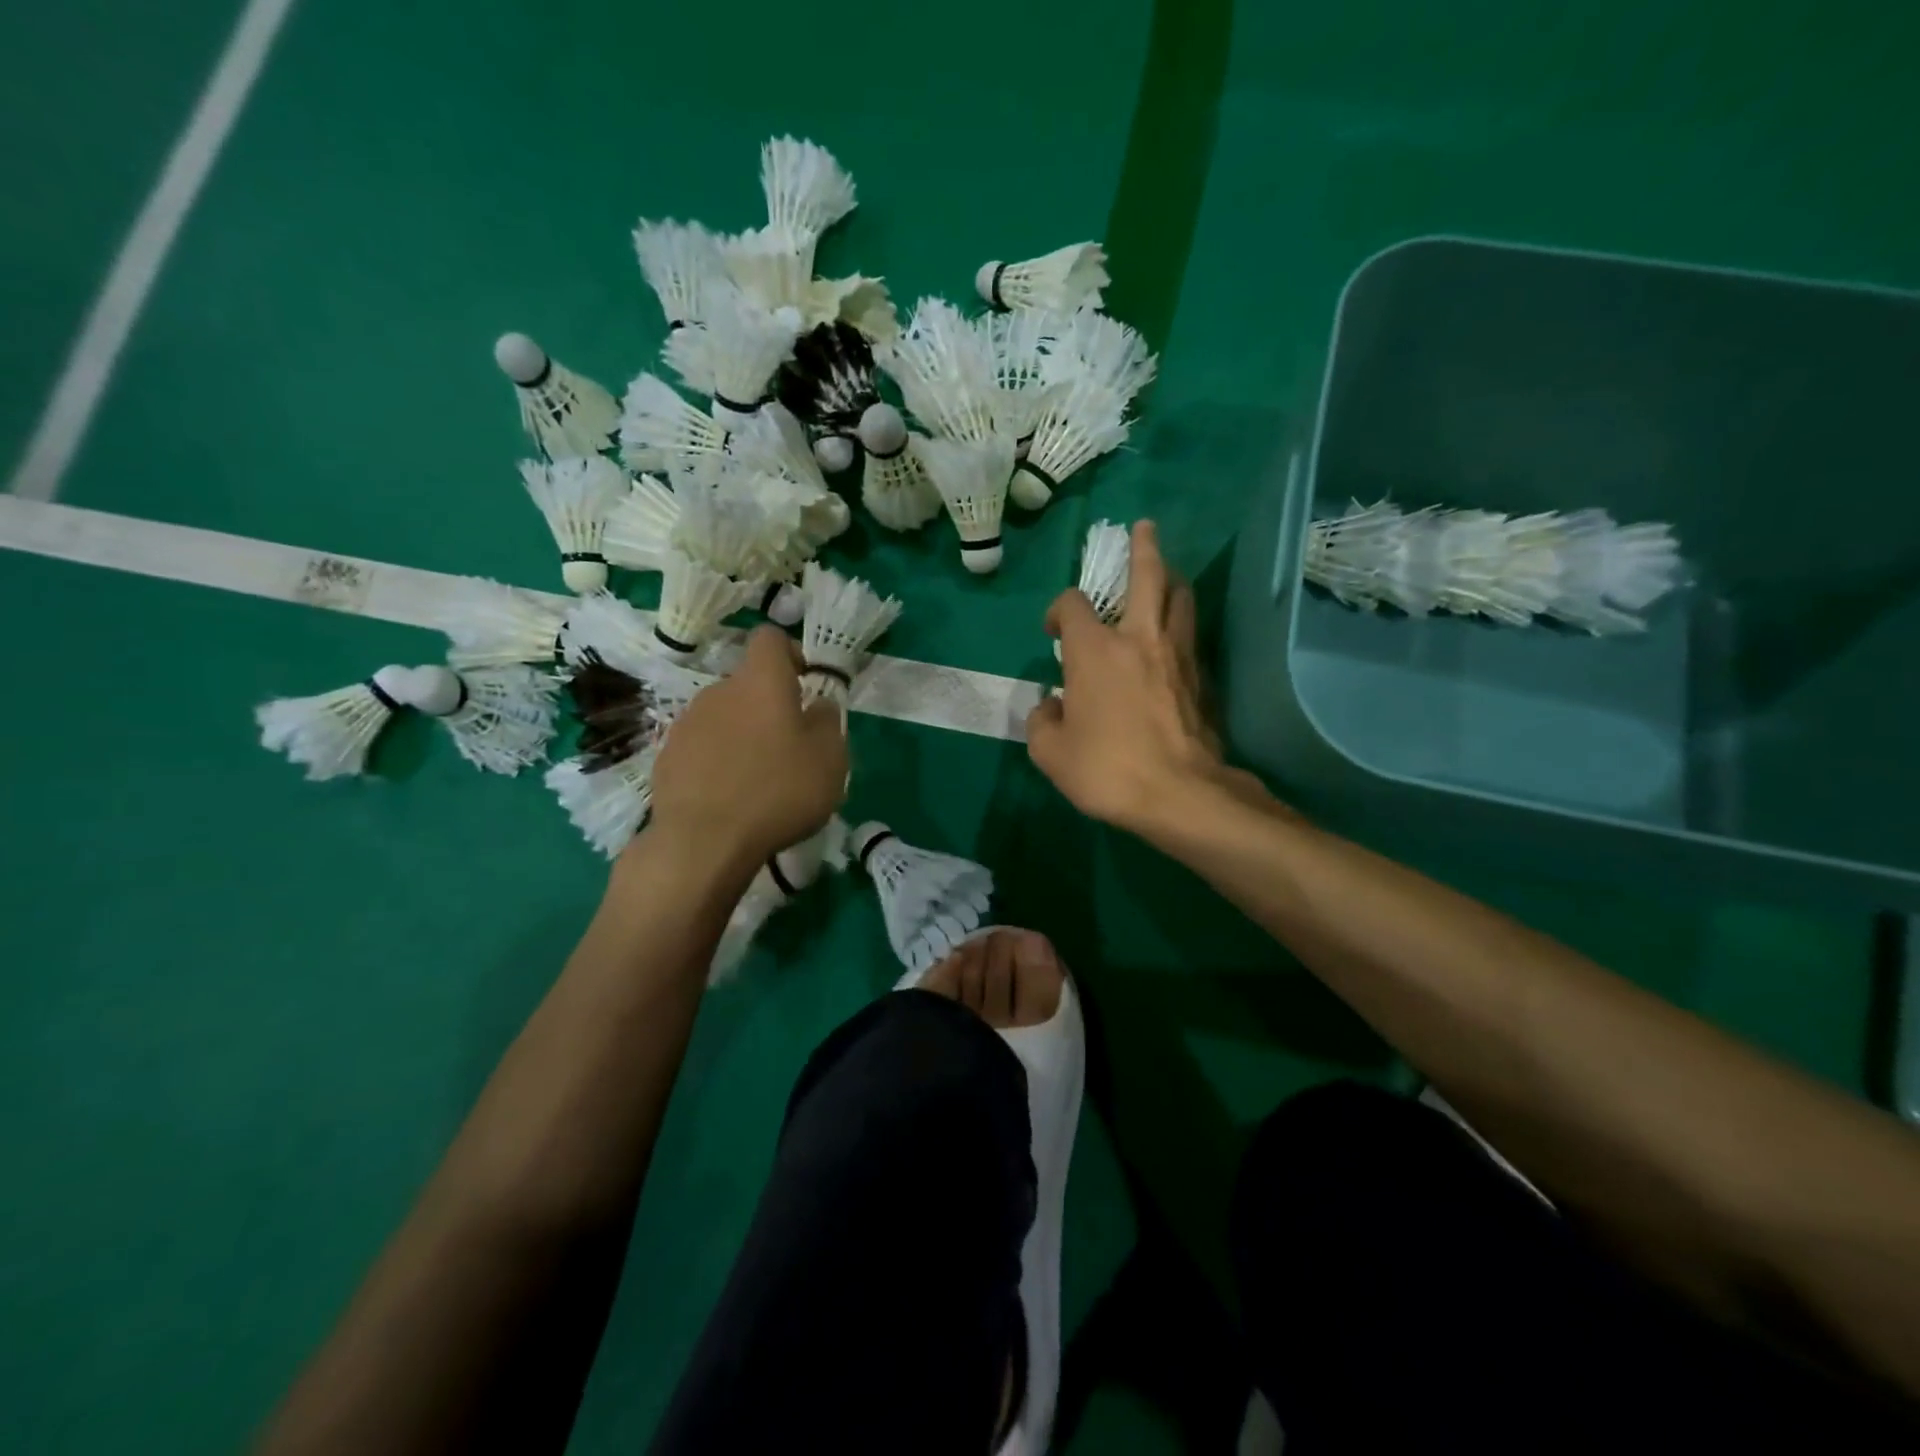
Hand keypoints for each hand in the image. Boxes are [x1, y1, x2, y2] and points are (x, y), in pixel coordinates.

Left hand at [643, 626, 848, 873]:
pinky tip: (729, 797)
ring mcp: (687, 724)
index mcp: (761, 682)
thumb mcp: (830, 759)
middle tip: (790, 748)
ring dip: (742, 736)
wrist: (703, 841)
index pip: (769, 638)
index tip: (804, 684)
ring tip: (758, 779)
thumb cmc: (778, 791)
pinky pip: (702, 748)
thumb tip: (818, 705)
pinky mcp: (667, 757)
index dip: (790, 653)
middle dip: (769, 707)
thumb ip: (828, 722)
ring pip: (724, 717)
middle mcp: (719, 691)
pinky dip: (717, 762)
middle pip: (747, 684)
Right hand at [1024, 521, 1224, 832]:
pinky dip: (1181, 623)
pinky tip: (1175, 635)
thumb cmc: (1107, 769)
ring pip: (1180, 598)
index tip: (1054, 633)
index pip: (1072, 605)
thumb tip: (1053, 706)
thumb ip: (1042, 722)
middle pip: (1147, 575)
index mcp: (1095, 650)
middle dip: (1143, 547)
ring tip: (1165, 576)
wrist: (1180, 794)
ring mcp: (1177, 655)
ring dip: (1171, 579)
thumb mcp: (1050, 754)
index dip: (1058, 610)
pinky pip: (1191, 635)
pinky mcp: (1201, 677)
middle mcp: (1138, 638)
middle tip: (1144, 529)